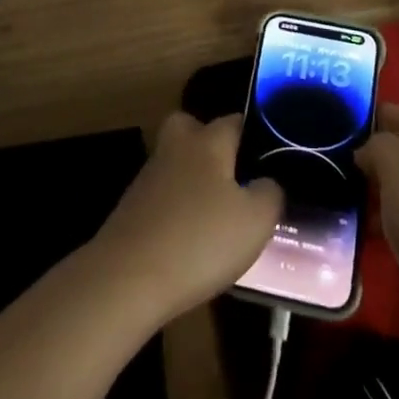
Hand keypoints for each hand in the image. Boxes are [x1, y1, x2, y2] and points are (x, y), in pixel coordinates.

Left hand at [90, 111, 280, 326]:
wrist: (126, 278)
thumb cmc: (200, 240)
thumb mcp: (256, 221)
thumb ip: (270, 193)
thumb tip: (266, 182)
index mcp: (208, 141)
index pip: (235, 120)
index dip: (255, 134)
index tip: (272, 157)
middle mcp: (176, 147)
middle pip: (193, 128)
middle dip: (211, 143)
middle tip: (234, 175)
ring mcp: (149, 176)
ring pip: (177, 163)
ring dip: (194, 180)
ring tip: (219, 215)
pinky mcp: (131, 207)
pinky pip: (163, 195)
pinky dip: (177, 208)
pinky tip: (191, 238)